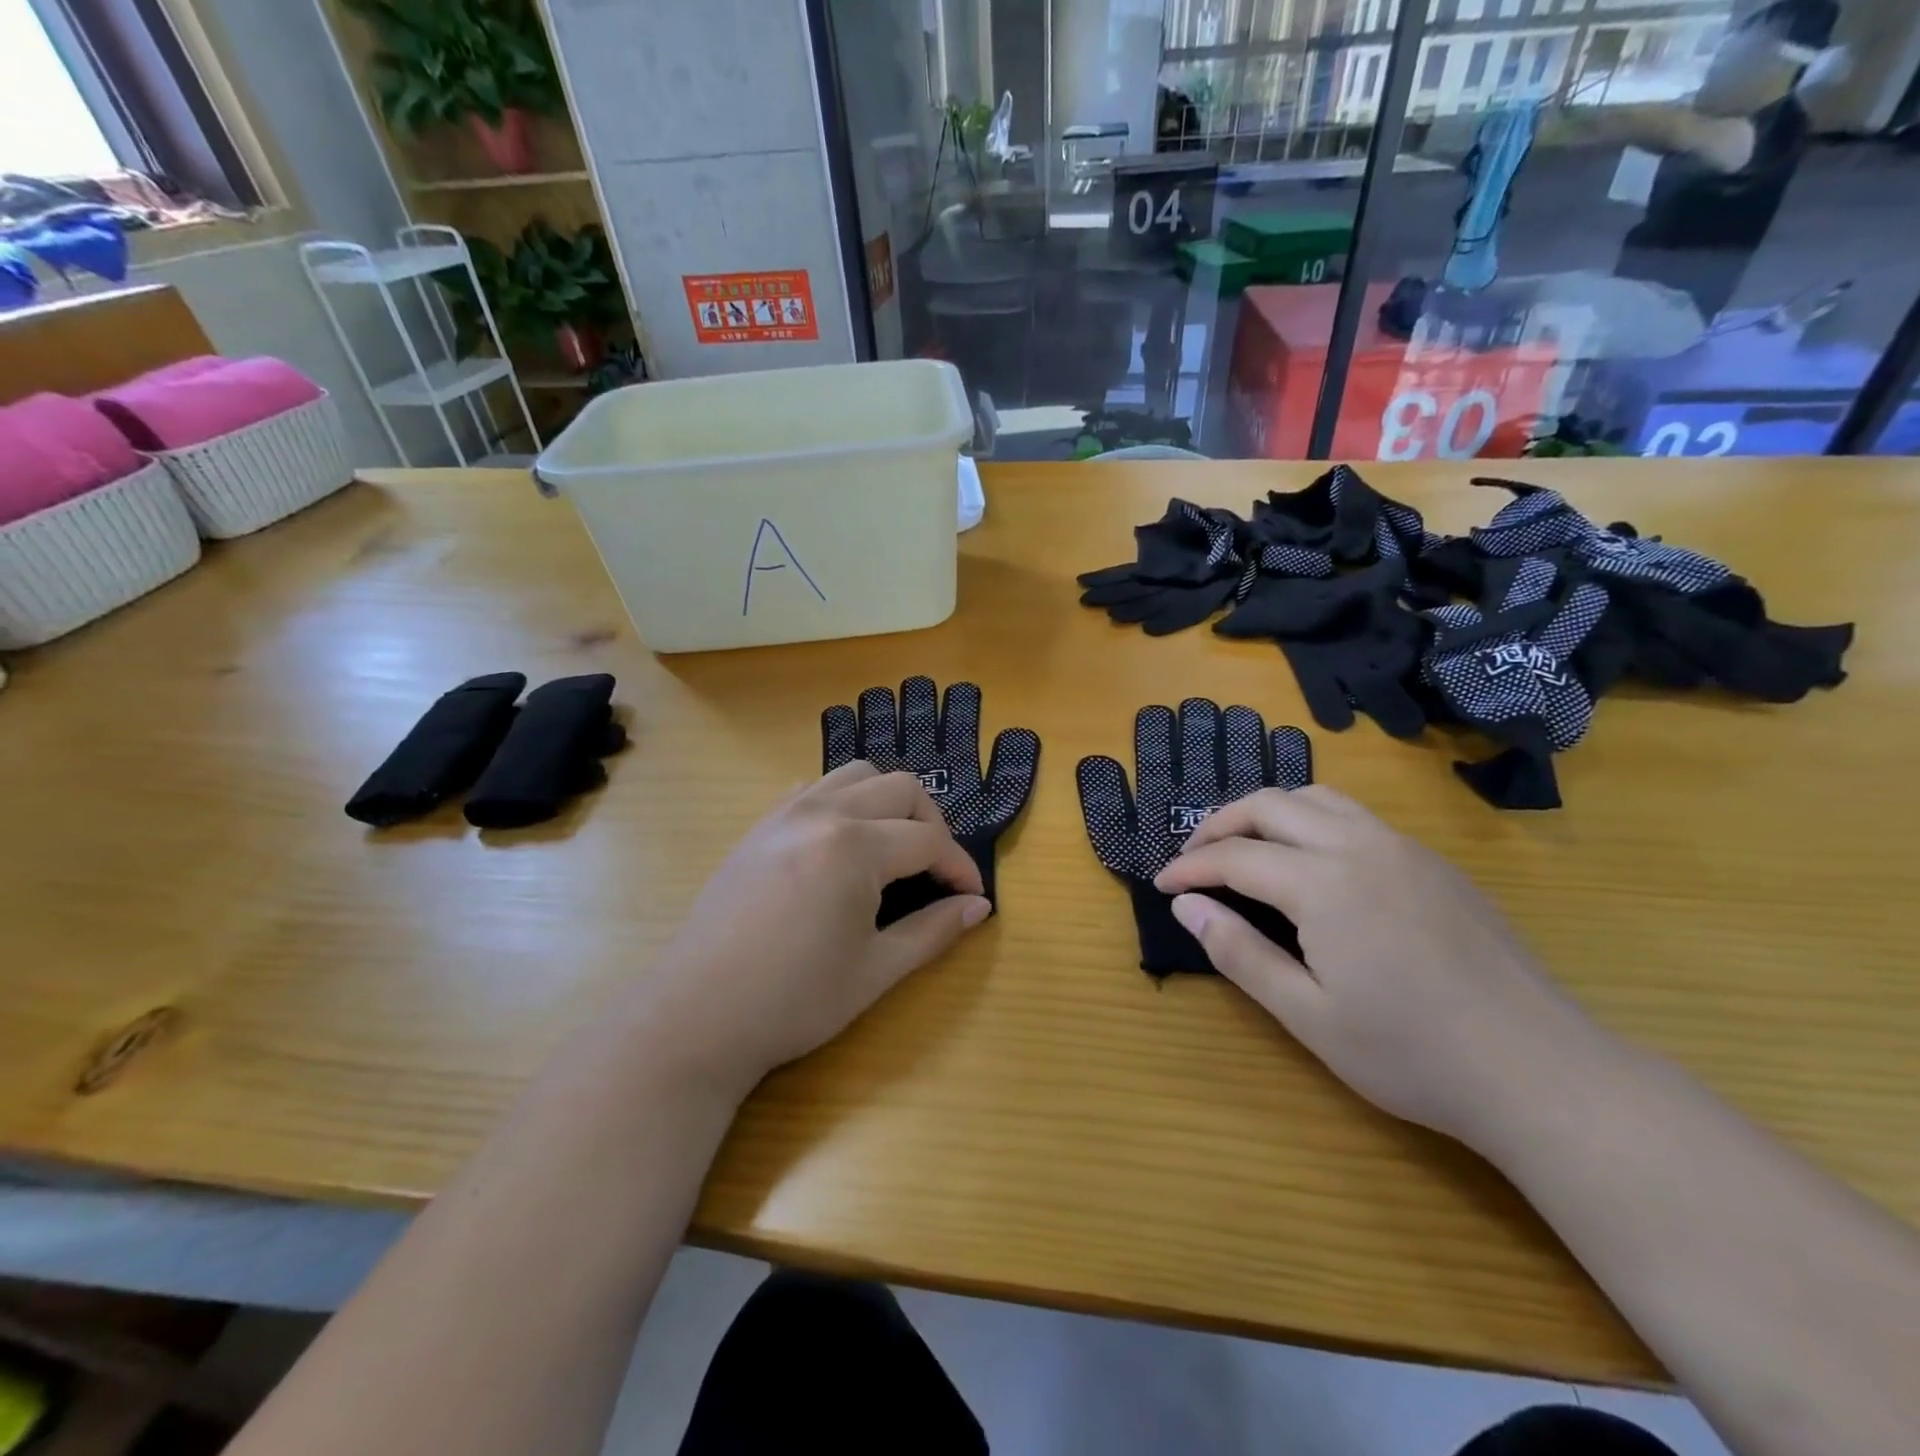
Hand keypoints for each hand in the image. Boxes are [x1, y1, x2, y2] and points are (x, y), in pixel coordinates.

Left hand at [624, 762, 989, 1103]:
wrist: (697, 1016)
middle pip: (901, 789)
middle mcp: (822, 813)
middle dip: (933, 825)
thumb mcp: (875, 970)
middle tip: (936, 872)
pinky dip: (844, 801)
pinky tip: (842, 844)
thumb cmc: (793, 1001)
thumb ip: (934, 931)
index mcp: (854, 847)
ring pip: (857, 775)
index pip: (929, 841)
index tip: (973, 897)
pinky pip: (814, 788)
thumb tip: (979, 907)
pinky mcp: (759, 826)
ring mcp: (784, 813)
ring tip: (894, 848)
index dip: (959, 867)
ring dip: (889, 802)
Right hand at [1153, 786, 1610, 1148]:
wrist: (1541, 1071)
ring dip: (1267, 813)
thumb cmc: (1412, 1054)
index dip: (1190, 867)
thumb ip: (1239, 953)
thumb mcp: (1307, 1016)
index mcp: (1324, 884)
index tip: (1163, 886)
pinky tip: (1310, 863)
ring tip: (1244, 848)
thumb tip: (1186, 906)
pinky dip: (1311, 820)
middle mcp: (1360, 846)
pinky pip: (1355, 816)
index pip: (1235, 856)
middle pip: (1270, 805)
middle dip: (1219, 825)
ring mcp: (1403, 848)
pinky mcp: (1433, 862)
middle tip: (1193, 859)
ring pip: (1316, 797)